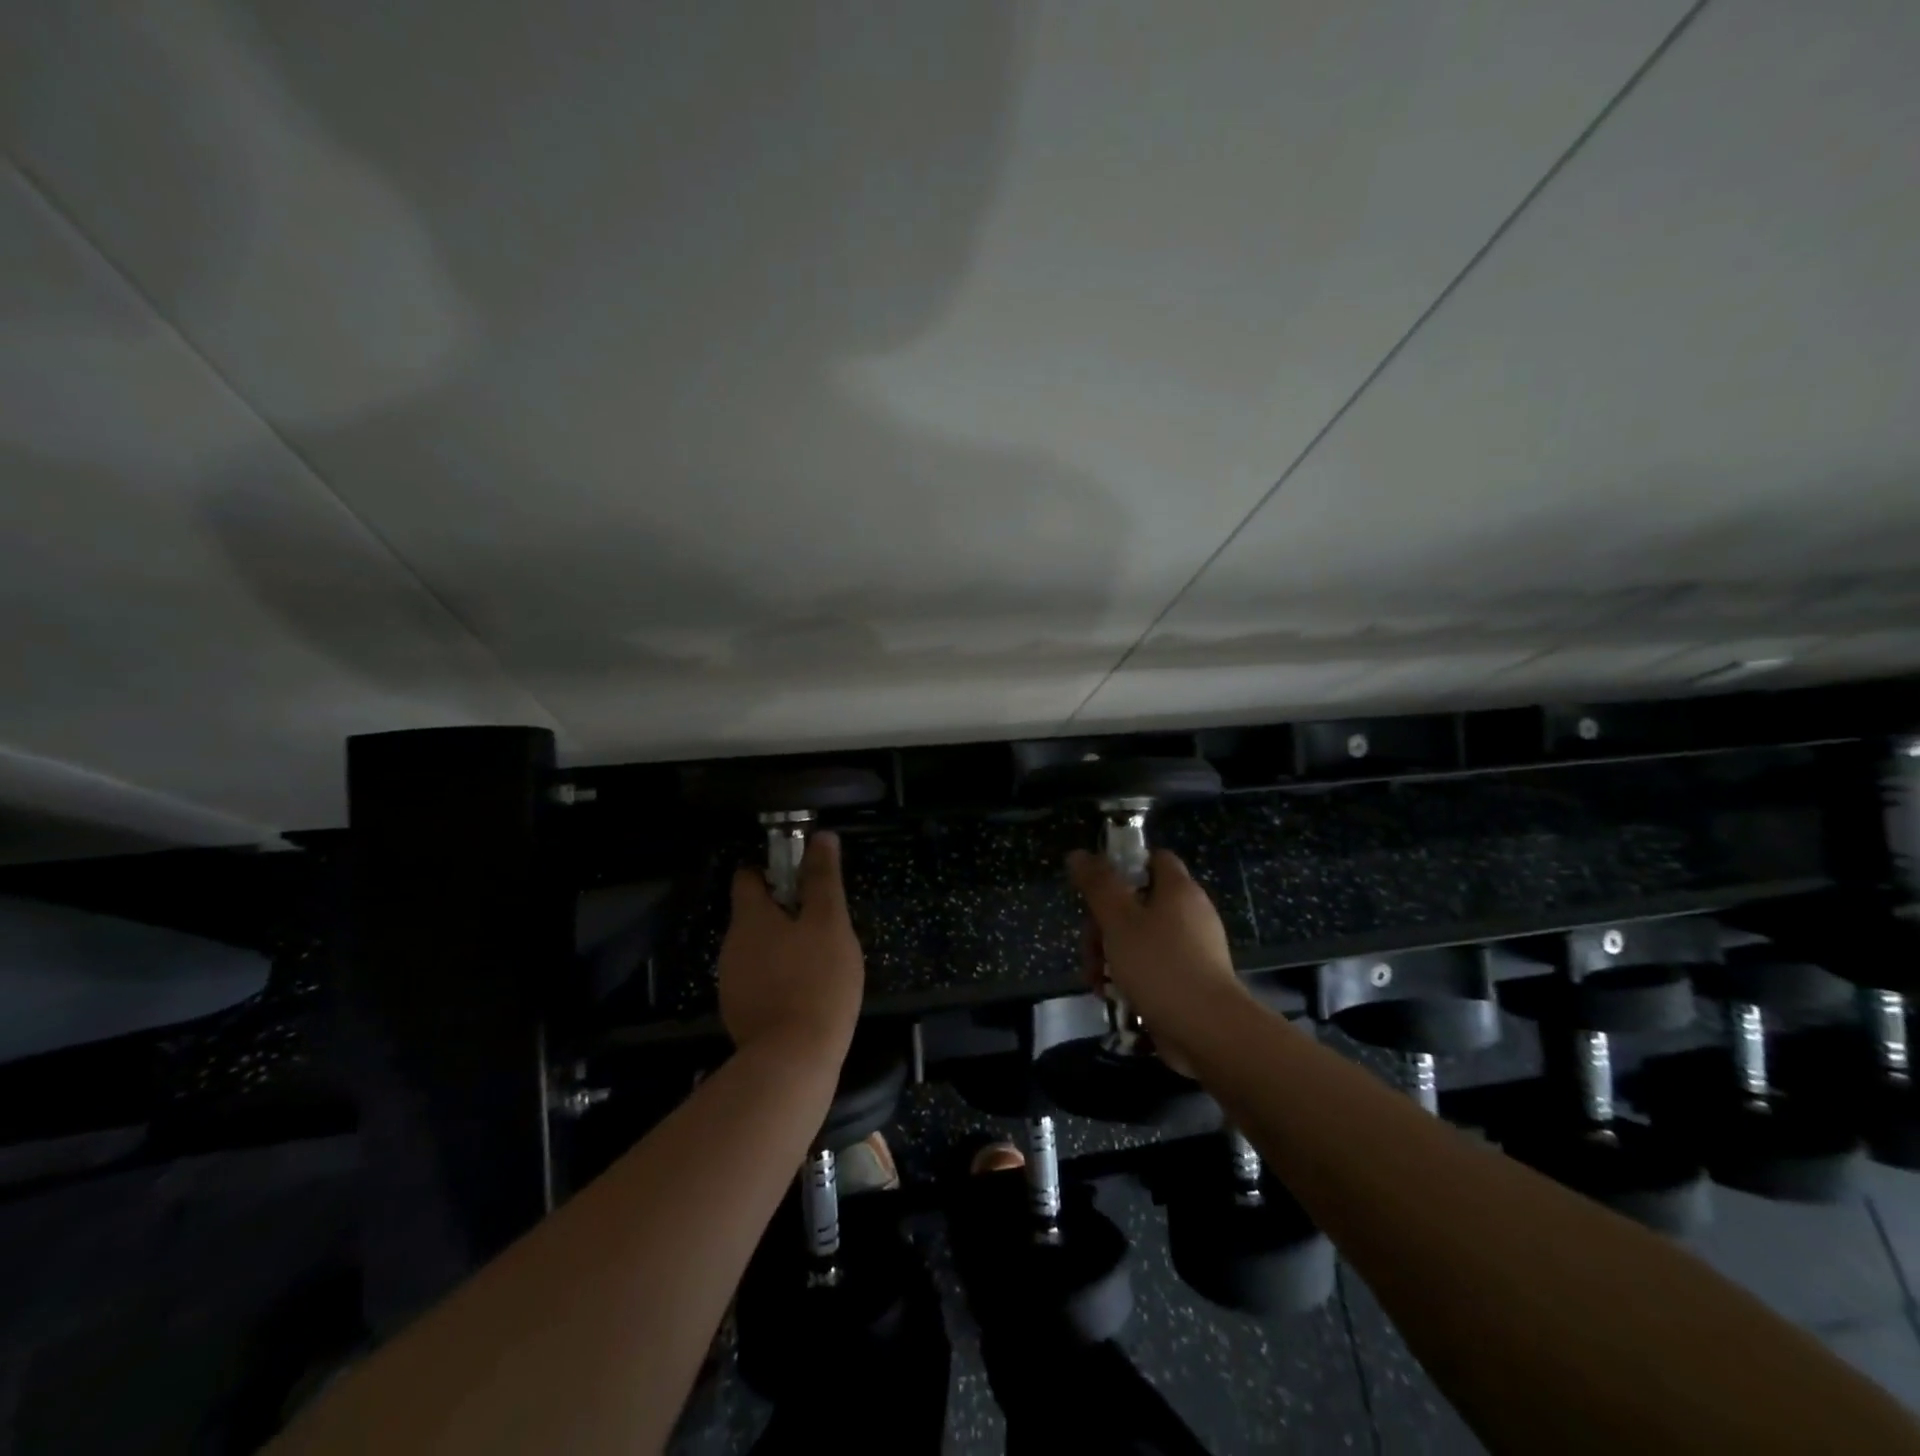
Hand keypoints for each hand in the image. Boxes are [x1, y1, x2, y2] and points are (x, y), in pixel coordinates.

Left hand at [718, 832, 864, 1067]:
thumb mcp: (829, 922)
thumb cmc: (817, 980)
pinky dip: (777, 977)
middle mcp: (731, 945)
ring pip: (757, 949)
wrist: (793, 1060)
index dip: (773, 870)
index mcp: (749, 918)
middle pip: (754, 914)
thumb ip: (823, 879)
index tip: (802, 879)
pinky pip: (758, 980)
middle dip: (784, 913)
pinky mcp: (738, 1012)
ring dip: (782, 947)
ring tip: (819, 961)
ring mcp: (730, 981)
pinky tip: (804, 992)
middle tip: (823, 925)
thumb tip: (821, 837)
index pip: (748, 876)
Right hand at [1068, 847, 1250, 1061]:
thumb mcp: (1118, 920)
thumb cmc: (1159, 965)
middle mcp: (1189, 913)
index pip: (1153, 859)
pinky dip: (1130, 977)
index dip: (1123, 866)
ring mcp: (1192, 949)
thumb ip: (1097, 885)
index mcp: (1178, 890)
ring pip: (1140, 938)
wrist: (1207, 1030)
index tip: (1097, 890)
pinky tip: (1113, 997)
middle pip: (1137, 903)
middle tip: (1090, 950)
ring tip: (1096, 982)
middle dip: (1104, 926)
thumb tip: (1078, 854)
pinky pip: (1153, 967)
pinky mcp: (1189, 980)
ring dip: (1110, 956)